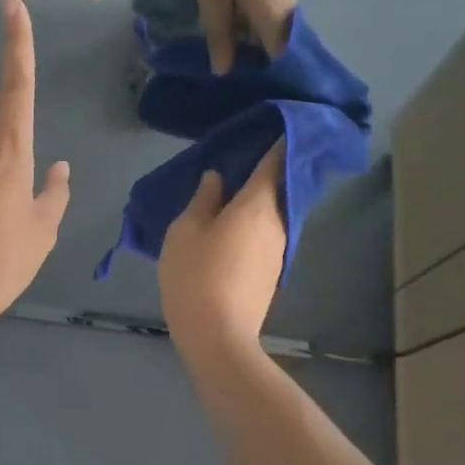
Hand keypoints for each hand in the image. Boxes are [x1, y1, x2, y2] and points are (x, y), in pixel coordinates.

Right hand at [159, 143, 286, 361]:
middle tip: (242, 160)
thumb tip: (217, 179)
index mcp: (257, 206)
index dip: (276, 145)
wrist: (219, 338)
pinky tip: (232, 229)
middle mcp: (277, 224)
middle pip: (275, 190)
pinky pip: (265, 236)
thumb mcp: (186, 231)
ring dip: (257, 203)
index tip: (278, 127)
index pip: (272, 164)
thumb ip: (203, 200)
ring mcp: (278, 252)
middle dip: (264, 174)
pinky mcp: (272, 274)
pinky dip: (254, 225)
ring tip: (231, 195)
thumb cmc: (196, 275)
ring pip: (270, 216)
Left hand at [194, 0, 296, 74]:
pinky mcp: (278, 1)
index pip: (277, 68)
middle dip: (253, 72)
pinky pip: (266, 30)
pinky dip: (250, 39)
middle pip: (275, 59)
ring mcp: (285, 11)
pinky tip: (229, 41)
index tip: (240, 93)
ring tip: (223, 65)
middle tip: (224, 83)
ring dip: (250, 55)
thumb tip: (223, 71)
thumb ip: (218, 34)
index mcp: (273, 25)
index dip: (261, 83)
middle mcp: (286, 23)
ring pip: (270, 45)